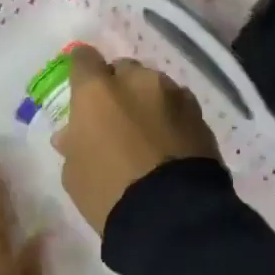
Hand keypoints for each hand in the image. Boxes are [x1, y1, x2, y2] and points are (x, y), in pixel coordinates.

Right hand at [56, 45, 220, 237]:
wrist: (172, 215)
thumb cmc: (109, 193)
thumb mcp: (75, 173)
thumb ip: (74, 143)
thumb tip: (74, 133)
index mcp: (98, 91)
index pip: (83, 58)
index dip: (82, 71)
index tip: (81, 88)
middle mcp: (137, 81)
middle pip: (124, 69)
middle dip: (118, 87)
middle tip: (115, 117)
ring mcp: (174, 94)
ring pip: (155, 86)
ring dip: (148, 101)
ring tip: (147, 132)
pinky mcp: (200, 115)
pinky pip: (178, 106)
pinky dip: (171, 117)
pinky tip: (169, 143)